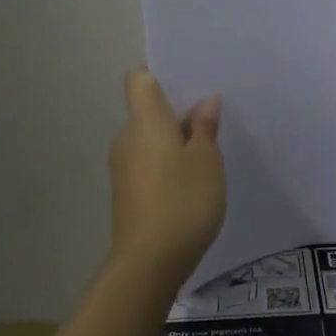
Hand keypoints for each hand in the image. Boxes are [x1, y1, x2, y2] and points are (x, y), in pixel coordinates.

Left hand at [109, 68, 225, 284]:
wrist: (149, 263)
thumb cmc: (183, 200)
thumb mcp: (206, 160)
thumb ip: (204, 127)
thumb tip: (204, 101)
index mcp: (144, 121)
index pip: (139, 79)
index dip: (158, 73)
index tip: (186, 80)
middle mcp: (127, 138)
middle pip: (147, 110)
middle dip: (176, 111)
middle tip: (212, 117)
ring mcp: (124, 168)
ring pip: (149, 139)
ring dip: (174, 141)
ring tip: (208, 151)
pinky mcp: (127, 193)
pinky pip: (148, 163)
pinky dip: (167, 164)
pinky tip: (192, 181)